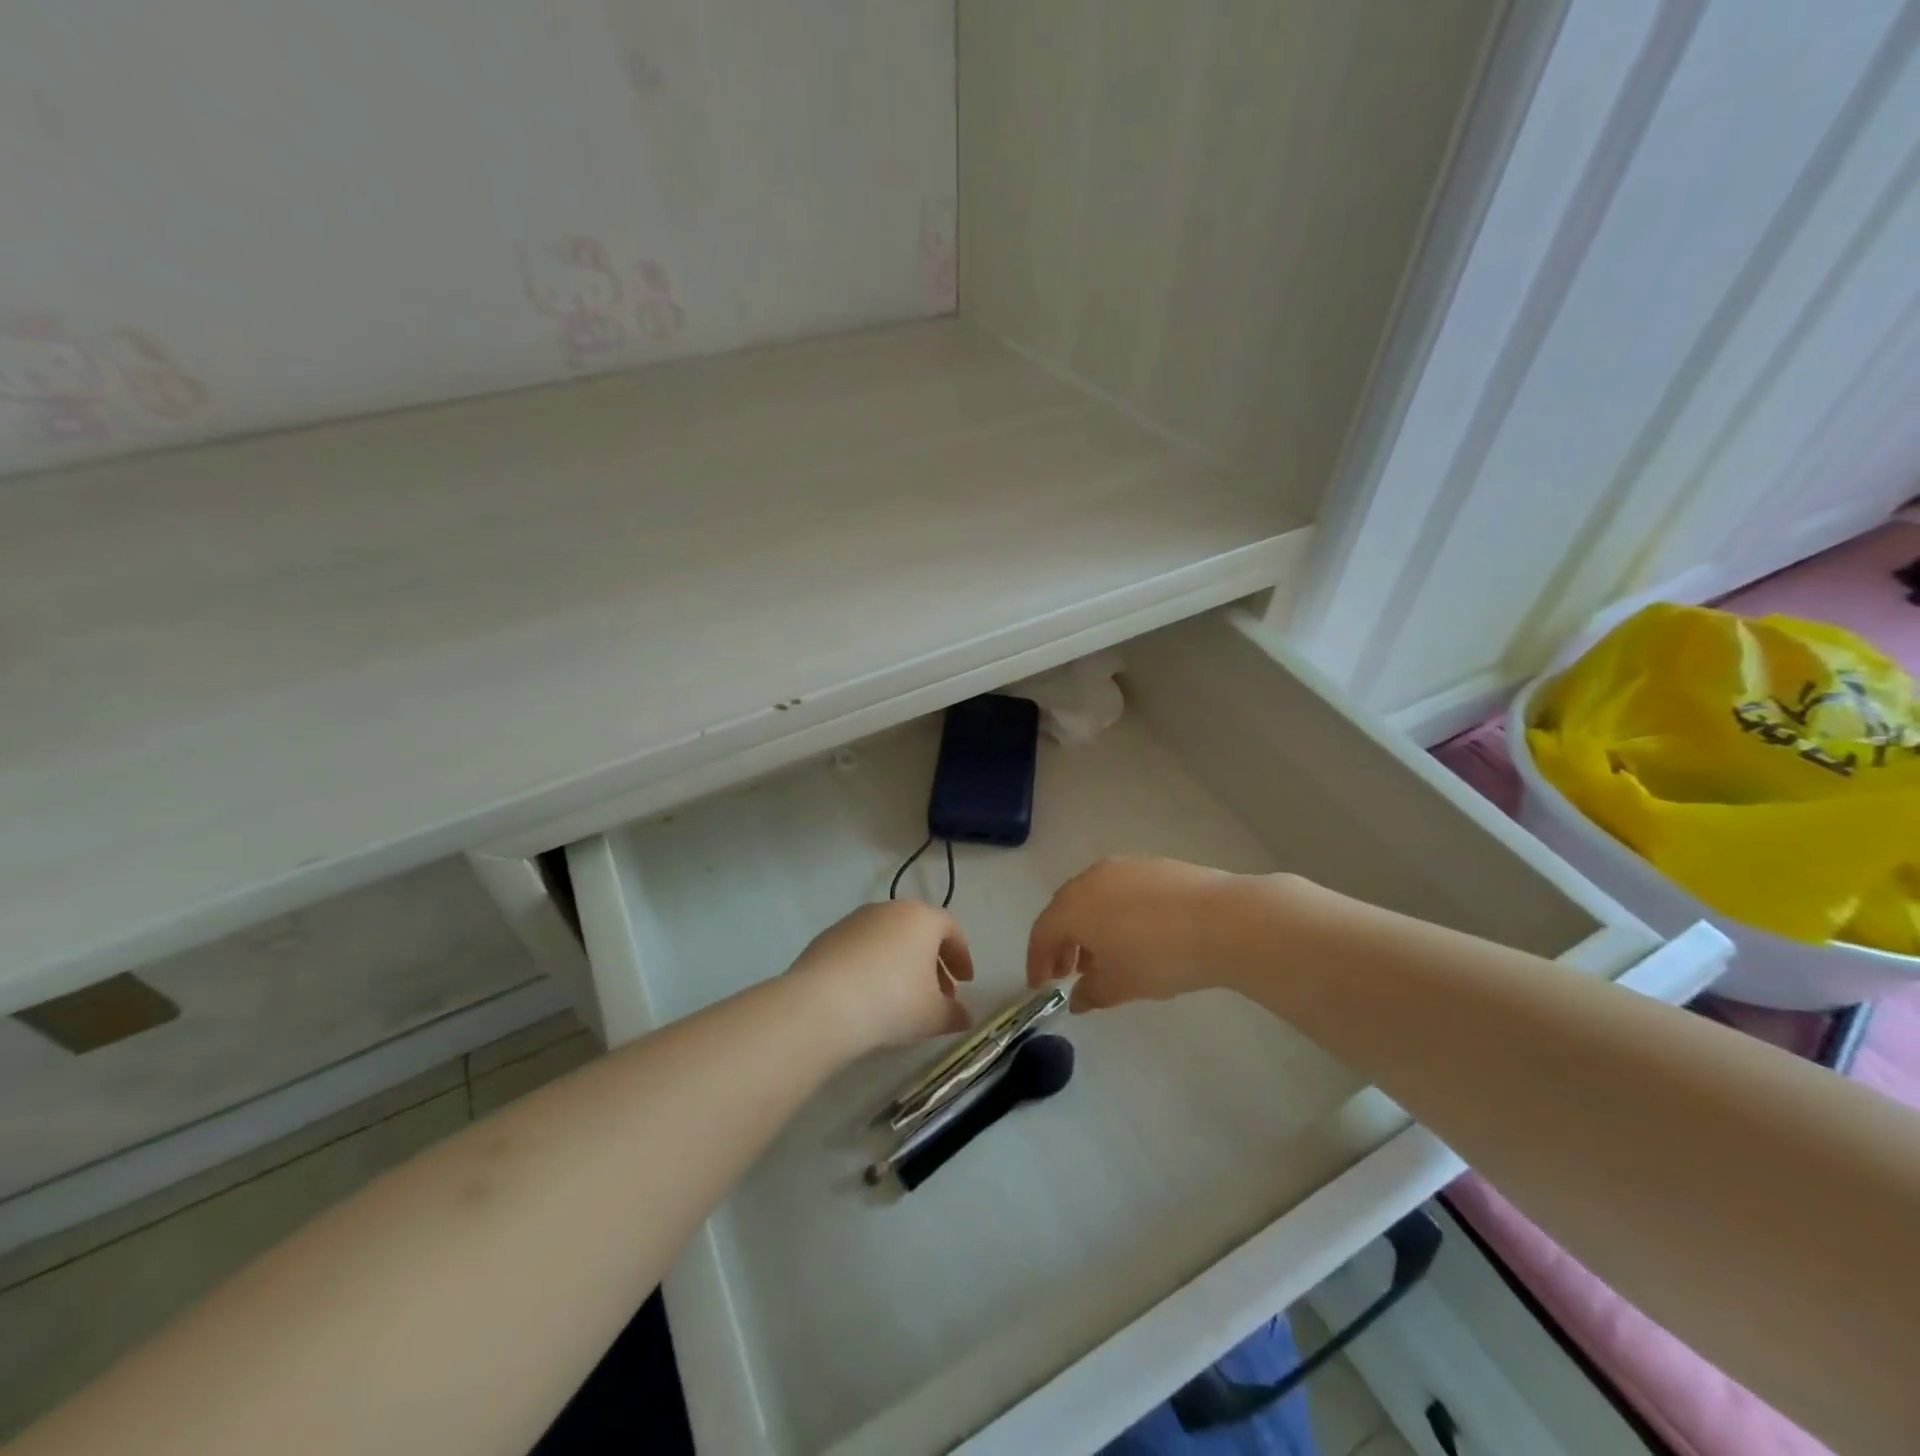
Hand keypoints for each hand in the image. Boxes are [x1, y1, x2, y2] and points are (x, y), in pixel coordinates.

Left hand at [787, 901, 973, 1052]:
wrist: (823, 1004)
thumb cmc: (892, 1002)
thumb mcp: (932, 1015)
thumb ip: (953, 1014)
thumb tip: (964, 1017)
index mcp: (921, 918)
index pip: (951, 930)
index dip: (961, 956)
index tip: (965, 982)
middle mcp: (889, 909)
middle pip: (918, 931)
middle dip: (931, 962)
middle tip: (937, 994)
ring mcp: (855, 920)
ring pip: (888, 938)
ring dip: (900, 963)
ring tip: (901, 998)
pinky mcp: (827, 936)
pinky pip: (860, 949)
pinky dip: (871, 965)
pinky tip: (868, 995)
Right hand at [1027, 857, 1270, 1011]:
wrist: (1223, 921)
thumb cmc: (1160, 956)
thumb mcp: (1120, 985)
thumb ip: (1090, 993)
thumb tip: (1077, 998)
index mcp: (1074, 906)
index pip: (1042, 932)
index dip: (1037, 961)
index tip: (1040, 986)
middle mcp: (1091, 878)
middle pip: (1064, 910)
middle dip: (1061, 942)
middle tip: (1067, 972)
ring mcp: (1123, 867)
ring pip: (1092, 898)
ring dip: (1088, 927)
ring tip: (1103, 958)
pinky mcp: (1153, 866)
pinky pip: (1119, 891)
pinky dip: (1114, 913)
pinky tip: (1134, 936)